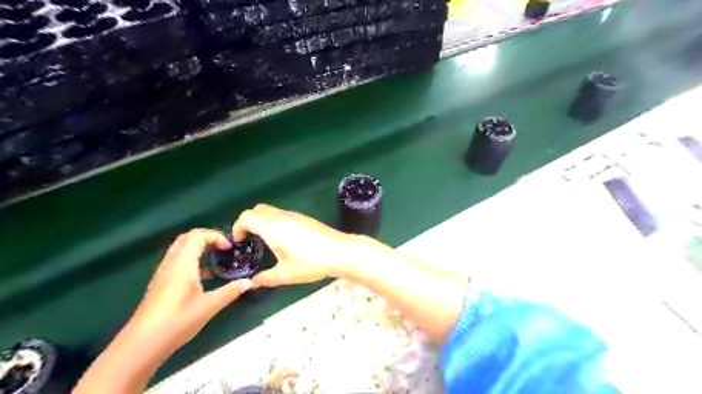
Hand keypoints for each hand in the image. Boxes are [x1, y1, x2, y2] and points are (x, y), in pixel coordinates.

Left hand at [130, 230, 253, 348]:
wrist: (141, 345)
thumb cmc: (177, 321)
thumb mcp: (209, 306)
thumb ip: (231, 291)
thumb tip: (249, 282)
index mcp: (182, 264)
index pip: (197, 236)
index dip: (215, 236)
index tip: (230, 248)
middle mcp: (171, 263)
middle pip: (187, 238)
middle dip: (207, 238)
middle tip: (224, 249)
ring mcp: (163, 273)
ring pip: (181, 249)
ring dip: (199, 249)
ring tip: (217, 260)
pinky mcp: (161, 283)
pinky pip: (178, 261)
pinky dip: (193, 260)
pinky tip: (204, 277)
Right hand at [230, 206, 372, 285]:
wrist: (340, 251)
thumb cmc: (310, 262)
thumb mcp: (285, 274)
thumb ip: (265, 278)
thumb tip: (252, 283)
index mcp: (272, 227)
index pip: (247, 216)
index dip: (237, 227)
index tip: (238, 242)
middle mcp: (281, 216)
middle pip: (257, 210)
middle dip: (248, 221)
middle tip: (248, 240)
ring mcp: (294, 215)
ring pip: (271, 211)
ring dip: (262, 221)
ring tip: (264, 241)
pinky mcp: (304, 218)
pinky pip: (282, 215)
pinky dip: (274, 222)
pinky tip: (282, 240)